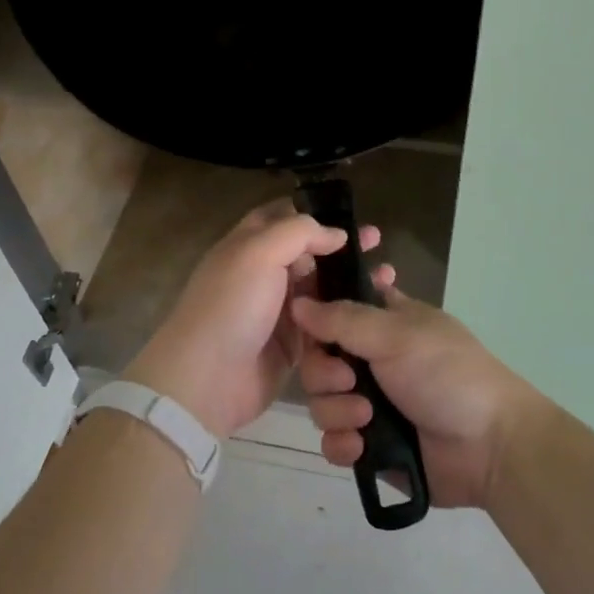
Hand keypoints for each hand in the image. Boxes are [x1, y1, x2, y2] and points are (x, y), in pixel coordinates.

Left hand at [127, 201, 384, 438]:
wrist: (207, 379)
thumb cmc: (231, 305)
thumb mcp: (259, 252)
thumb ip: (299, 233)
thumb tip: (336, 234)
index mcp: (249, 245)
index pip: (283, 217)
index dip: (315, 213)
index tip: (352, 215)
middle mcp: (263, 274)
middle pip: (308, 254)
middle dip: (341, 247)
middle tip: (378, 244)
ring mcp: (278, 311)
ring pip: (320, 289)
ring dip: (348, 282)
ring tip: (386, 277)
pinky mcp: (292, 345)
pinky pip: (324, 325)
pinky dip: (344, 317)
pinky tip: (371, 312)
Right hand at [289, 286, 542, 508]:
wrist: (488, 446)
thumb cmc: (447, 373)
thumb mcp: (396, 335)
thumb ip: (342, 319)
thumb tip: (297, 303)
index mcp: (384, 322)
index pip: (336, 308)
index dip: (318, 315)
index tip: (306, 324)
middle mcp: (372, 359)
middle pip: (319, 359)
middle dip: (326, 373)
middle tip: (350, 380)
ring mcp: (370, 403)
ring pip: (322, 402)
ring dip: (337, 411)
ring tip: (367, 419)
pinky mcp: (369, 445)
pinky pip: (333, 441)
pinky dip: (343, 444)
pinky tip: (361, 447)